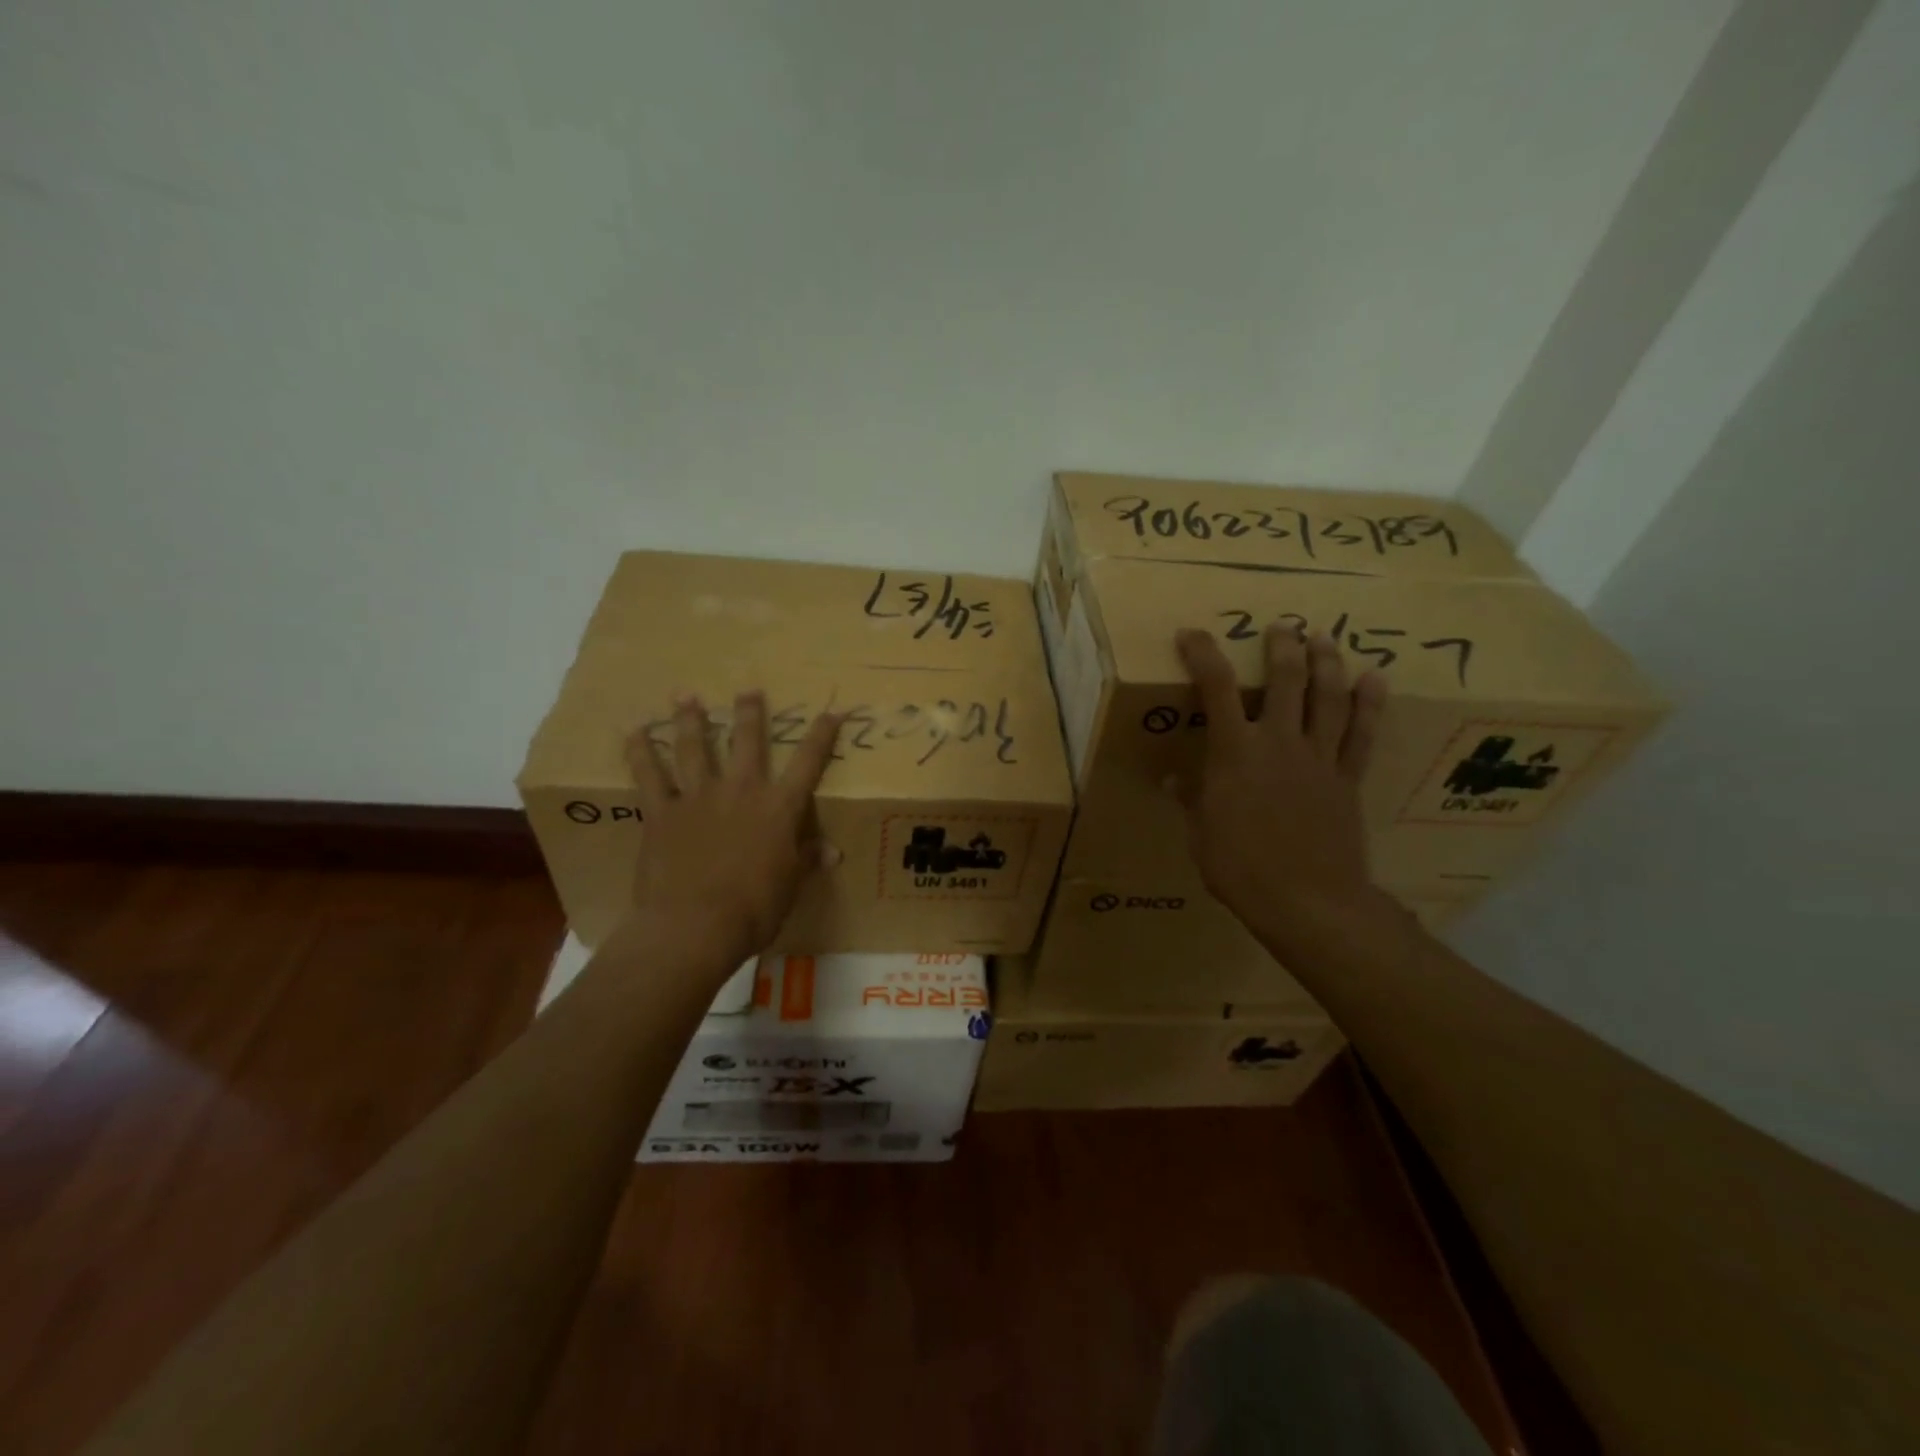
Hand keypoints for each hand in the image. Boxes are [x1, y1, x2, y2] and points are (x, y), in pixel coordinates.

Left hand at [625, 692, 842, 964]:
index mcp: (779, 808)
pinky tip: (634, 732)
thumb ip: (807, 860)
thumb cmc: (754, 909)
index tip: (831, 711)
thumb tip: (832, 851)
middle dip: (750, 713)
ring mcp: (698, 797)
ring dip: (691, 719)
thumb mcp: (790, 886)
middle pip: (748, 742)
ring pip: (694, 748)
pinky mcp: (662, 812)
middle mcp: (741, 791)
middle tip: (748, 689)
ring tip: (686, 695)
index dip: (822, 735)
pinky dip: (640, 752)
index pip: (808, 763)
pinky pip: (649, 776)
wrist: (695, 925)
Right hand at [1175, 626, 1387, 939]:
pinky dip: (1371, 704)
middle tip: (1282, 626)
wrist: (1307, 901)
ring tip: (1324, 637)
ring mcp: (1319, 758)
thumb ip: (1192, 799)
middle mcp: (1279, 742)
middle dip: (1282, 646)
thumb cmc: (1240, 868)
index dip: (1203, 654)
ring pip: (1328, 697)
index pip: (1217, 688)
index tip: (1192, 633)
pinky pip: (1363, 734)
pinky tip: (1375, 679)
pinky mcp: (1348, 778)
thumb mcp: (1201, 834)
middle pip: (1285, 679)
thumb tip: (1176, 779)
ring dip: (1327, 662)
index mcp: (1235, 752)